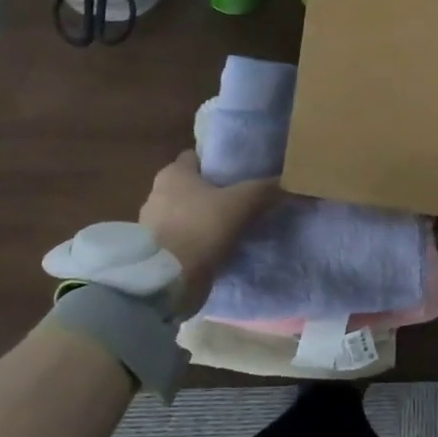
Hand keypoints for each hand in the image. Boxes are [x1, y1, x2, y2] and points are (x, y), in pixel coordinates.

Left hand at [139, 150, 279, 314]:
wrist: (169, 279)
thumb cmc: (201, 227)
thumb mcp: (241, 202)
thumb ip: (263, 189)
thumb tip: (285, 182)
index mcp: (172, 174)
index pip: (195, 158)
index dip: (216, 163)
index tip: (238, 173)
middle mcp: (156, 193)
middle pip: (191, 187)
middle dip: (212, 193)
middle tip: (241, 200)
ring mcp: (152, 224)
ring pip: (186, 213)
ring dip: (204, 219)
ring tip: (233, 226)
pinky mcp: (156, 251)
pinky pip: (182, 238)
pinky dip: (197, 241)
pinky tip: (218, 247)